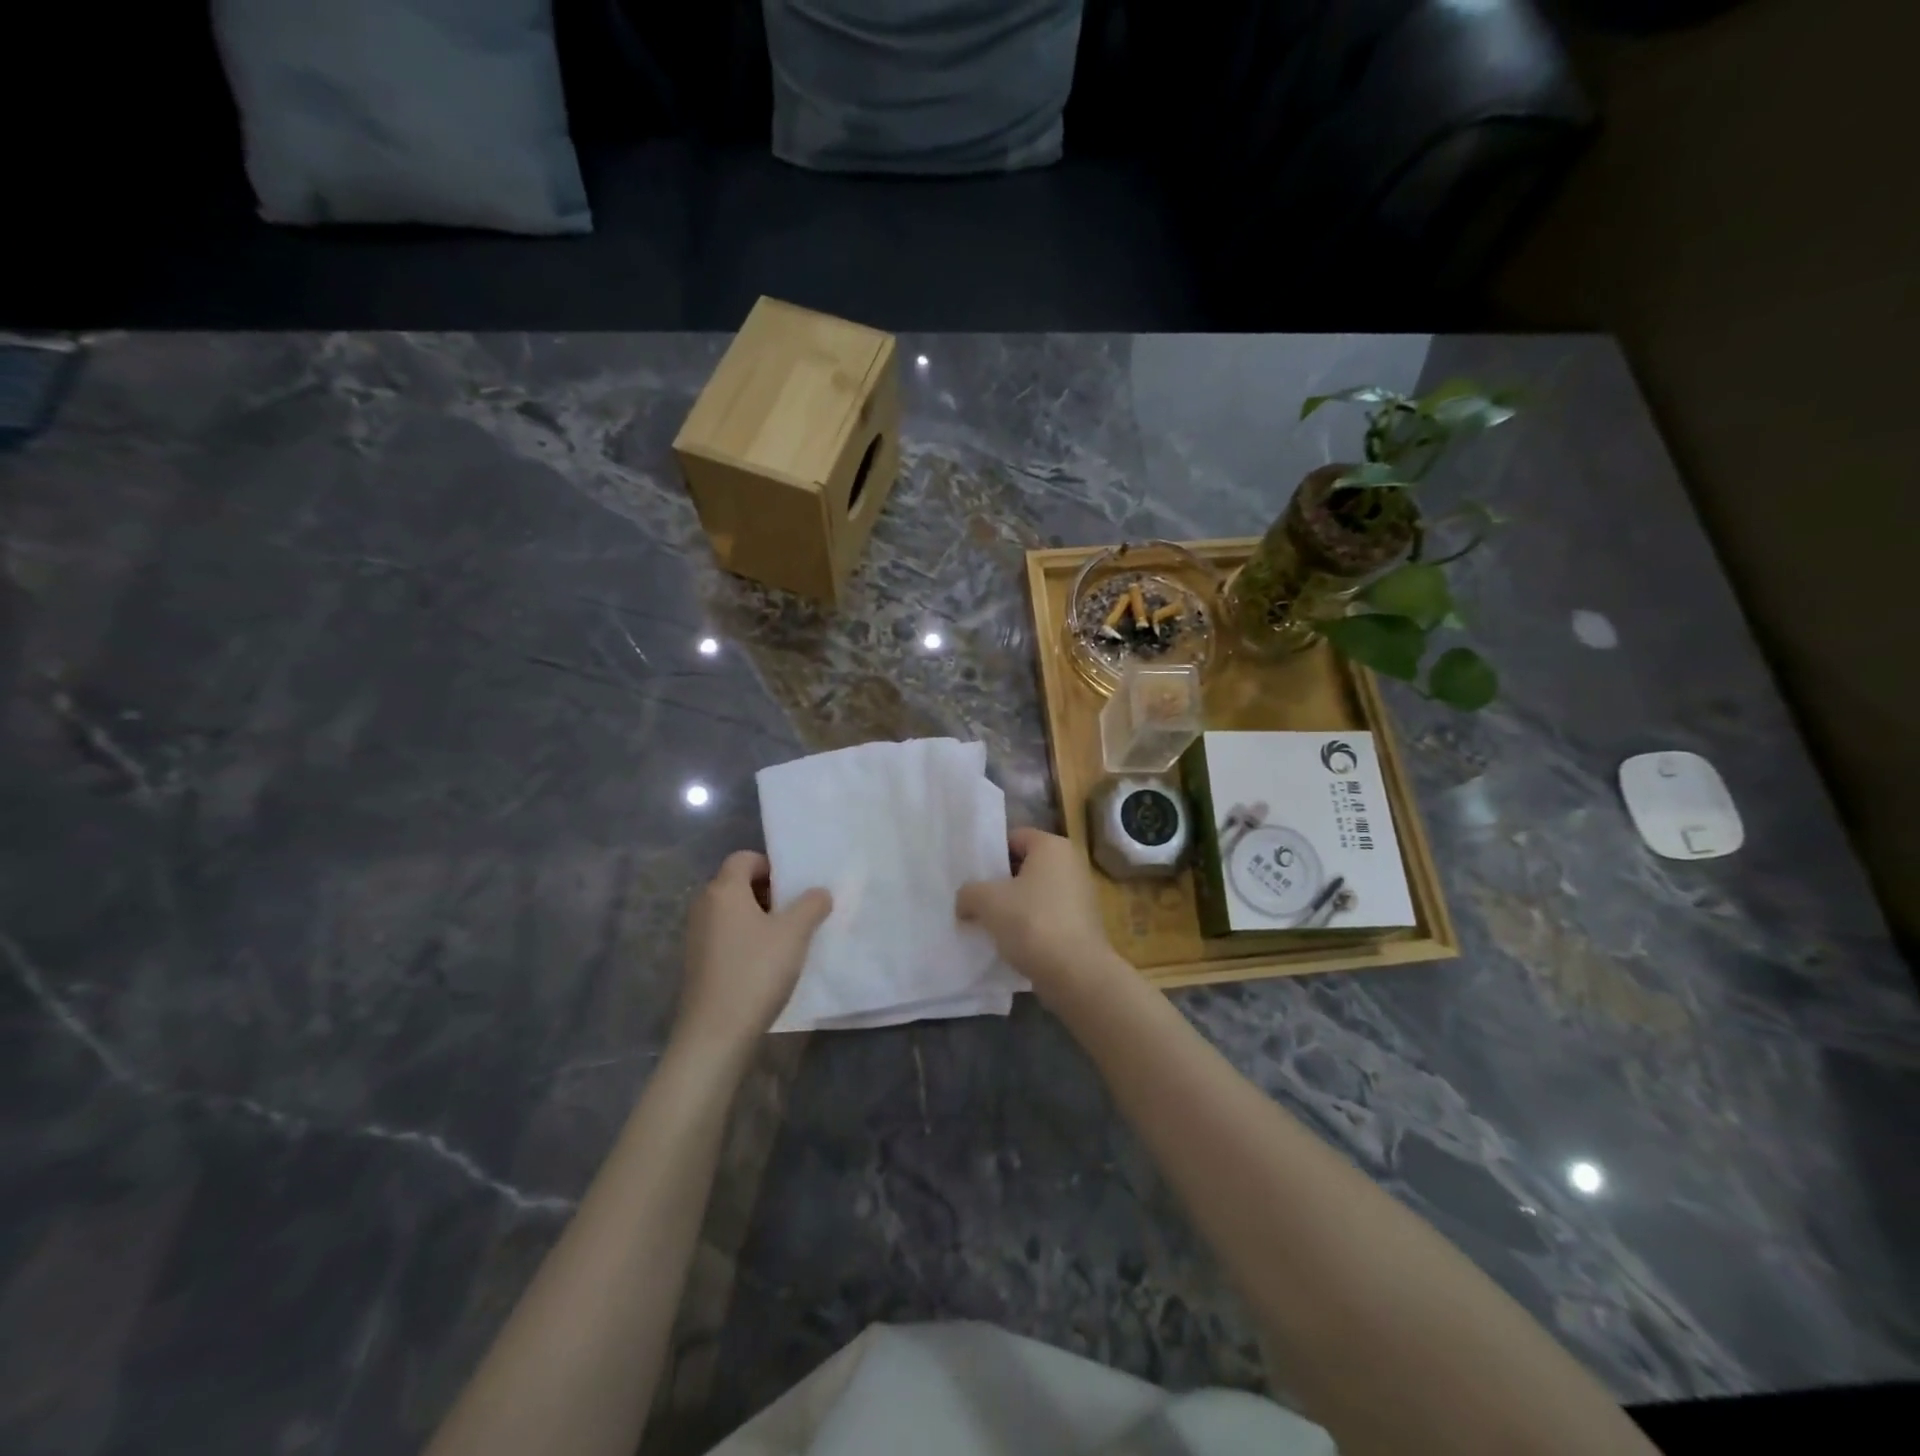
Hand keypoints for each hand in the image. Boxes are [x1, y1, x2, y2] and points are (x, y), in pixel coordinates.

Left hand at [676, 852, 831, 1055]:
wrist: (715, 1034)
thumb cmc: (756, 971)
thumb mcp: (795, 933)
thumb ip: (812, 905)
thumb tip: (819, 893)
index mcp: (723, 890)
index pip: (744, 858)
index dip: (771, 866)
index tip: (795, 888)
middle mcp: (704, 906)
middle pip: (737, 884)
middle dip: (769, 893)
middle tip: (796, 912)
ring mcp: (696, 936)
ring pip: (732, 912)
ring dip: (759, 918)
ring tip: (786, 940)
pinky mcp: (697, 963)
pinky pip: (725, 936)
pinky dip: (746, 939)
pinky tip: (766, 964)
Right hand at [956, 827, 1121, 1002]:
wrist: (1075, 973)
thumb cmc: (1031, 922)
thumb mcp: (987, 901)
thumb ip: (968, 893)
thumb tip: (965, 902)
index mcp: (1052, 846)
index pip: (1014, 837)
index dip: (990, 854)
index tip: (972, 875)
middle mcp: (1071, 864)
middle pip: (1025, 865)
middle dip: (1000, 882)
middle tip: (975, 899)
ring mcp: (1081, 895)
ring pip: (1035, 893)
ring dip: (1013, 906)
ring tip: (989, 924)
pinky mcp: (1082, 924)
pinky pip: (1047, 915)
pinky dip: (1030, 925)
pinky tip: (1011, 942)